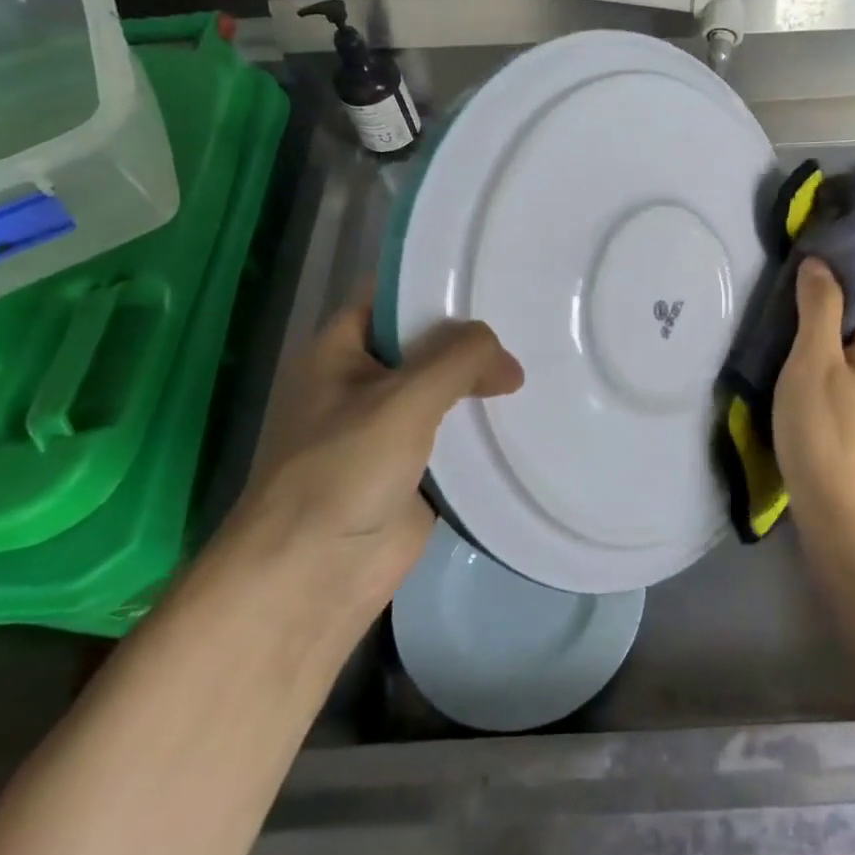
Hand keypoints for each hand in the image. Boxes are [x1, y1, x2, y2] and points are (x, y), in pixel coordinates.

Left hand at [234, 302, 523, 588]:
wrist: (311, 579)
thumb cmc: (343, 471)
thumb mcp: (403, 399)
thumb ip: (459, 360)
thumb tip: (508, 362)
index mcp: (339, 351)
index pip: (392, 296)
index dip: (437, 284)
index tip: (493, 275)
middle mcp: (361, 382)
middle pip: (424, 343)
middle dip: (471, 336)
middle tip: (533, 319)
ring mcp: (386, 428)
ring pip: (442, 390)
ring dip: (480, 383)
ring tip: (543, 359)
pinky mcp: (411, 470)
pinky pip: (453, 436)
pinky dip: (482, 427)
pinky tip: (526, 414)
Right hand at [772, 258, 854, 532]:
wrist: (845, 515)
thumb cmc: (827, 432)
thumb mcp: (813, 362)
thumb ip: (819, 307)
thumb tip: (820, 262)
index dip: (850, 250)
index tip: (812, 232)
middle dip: (833, 277)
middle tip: (789, 261)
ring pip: (854, 329)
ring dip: (825, 309)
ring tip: (785, 294)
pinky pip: (847, 354)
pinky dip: (824, 338)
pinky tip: (793, 340)